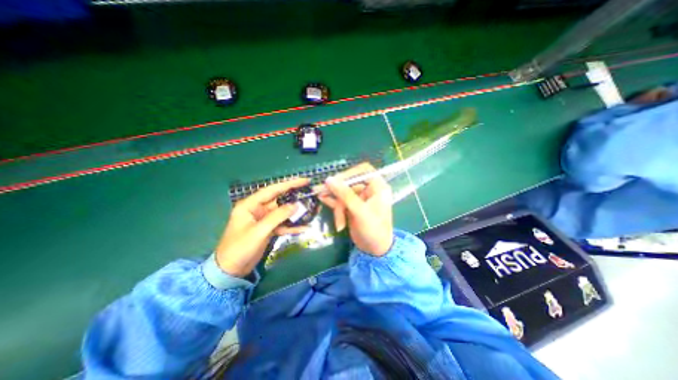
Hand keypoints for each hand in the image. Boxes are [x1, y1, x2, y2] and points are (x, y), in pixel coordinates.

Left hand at [216, 177, 310, 277]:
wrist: (231, 271)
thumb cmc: (239, 248)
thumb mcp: (258, 231)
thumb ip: (277, 217)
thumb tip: (296, 205)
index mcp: (250, 205)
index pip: (272, 190)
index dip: (289, 184)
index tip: (304, 181)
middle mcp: (258, 209)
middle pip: (280, 200)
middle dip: (295, 198)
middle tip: (311, 194)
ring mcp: (264, 220)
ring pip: (283, 212)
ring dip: (296, 213)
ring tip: (312, 210)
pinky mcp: (268, 229)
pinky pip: (282, 224)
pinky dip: (292, 226)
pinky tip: (304, 227)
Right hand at [320, 161, 395, 255]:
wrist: (374, 250)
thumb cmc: (373, 230)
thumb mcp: (360, 212)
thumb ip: (345, 195)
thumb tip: (329, 179)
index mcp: (378, 187)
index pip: (364, 170)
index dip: (350, 172)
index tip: (336, 179)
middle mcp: (369, 190)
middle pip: (350, 183)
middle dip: (339, 193)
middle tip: (324, 194)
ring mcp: (359, 199)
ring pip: (343, 192)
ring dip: (335, 201)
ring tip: (322, 199)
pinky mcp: (352, 206)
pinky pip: (340, 200)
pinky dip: (332, 201)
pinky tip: (323, 199)